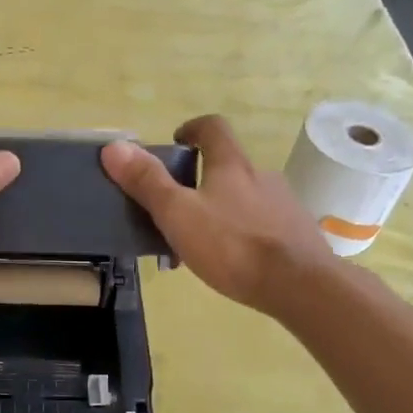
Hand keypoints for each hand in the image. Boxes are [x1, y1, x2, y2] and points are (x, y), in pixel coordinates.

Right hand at [101, 115, 338, 315]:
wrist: (299, 284)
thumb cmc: (232, 245)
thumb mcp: (178, 214)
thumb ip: (147, 182)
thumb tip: (113, 146)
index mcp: (231, 165)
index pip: (213, 128)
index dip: (193, 129)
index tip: (177, 142)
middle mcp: (262, 176)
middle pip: (229, 166)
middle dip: (202, 179)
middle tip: (178, 206)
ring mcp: (283, 205)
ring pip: (245, 198)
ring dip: (223, 209)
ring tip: (202, 242)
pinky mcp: (296, 234)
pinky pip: (263, 225)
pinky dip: (243, 234)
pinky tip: (233, 261)